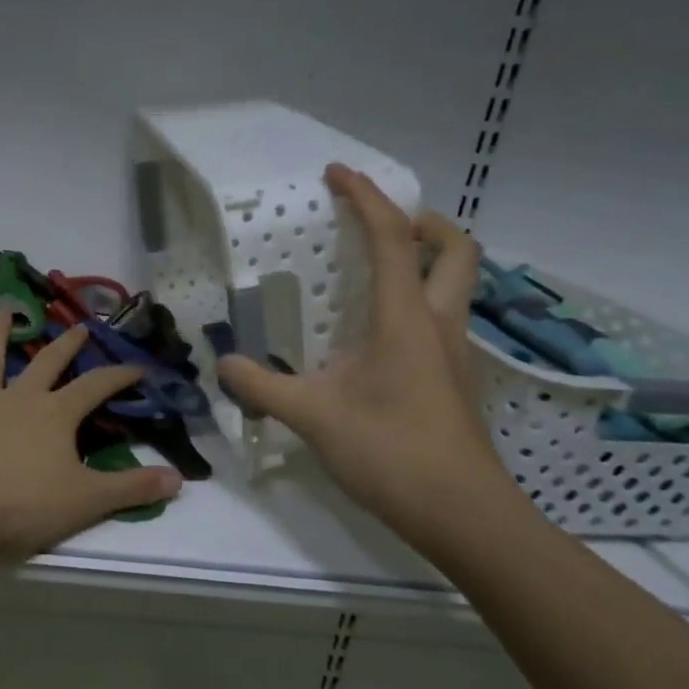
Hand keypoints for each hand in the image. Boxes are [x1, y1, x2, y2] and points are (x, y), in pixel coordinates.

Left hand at [0, 312, 183, 565]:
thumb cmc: (23, 507)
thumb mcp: (87, 501)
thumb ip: (132, 488)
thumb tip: (178, 480)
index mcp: (55, 414)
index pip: (96, 386)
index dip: (119, 375)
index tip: (139, 366)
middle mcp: (18, 398)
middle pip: (47, 363)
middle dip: (67, 345)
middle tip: (80, 327)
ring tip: (4, 312)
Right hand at [216, 163, 508, 543]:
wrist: (463, 515)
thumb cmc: (391, 453)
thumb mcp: (313, 416)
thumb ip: (263, 387)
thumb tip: (225, 365)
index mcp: (405, 318)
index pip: (392, 238)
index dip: (366, 197)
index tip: (338, 173)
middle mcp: (439, 324)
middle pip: (455, 250)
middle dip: (424, 222)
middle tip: (382, 224)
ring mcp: (456, 354)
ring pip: (456, 285)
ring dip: (426, 263)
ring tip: (374, 276)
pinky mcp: (457, 381)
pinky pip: (443, 320)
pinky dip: (418, 305)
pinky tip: (380, 339)